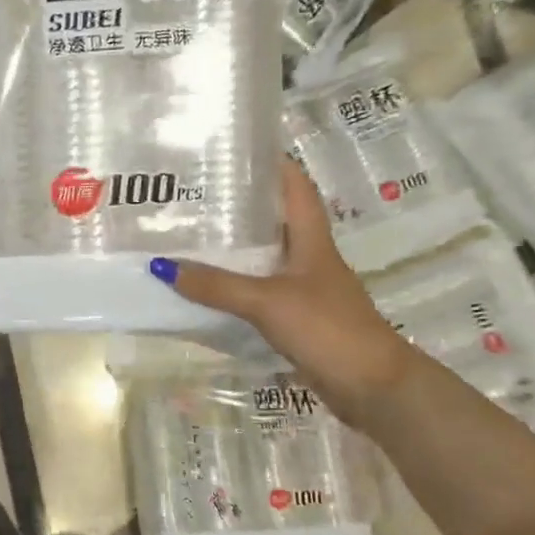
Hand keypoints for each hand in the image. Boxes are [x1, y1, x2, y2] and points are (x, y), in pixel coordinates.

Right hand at [150, 156, 415, 427]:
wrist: (372, 387)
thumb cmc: (327, 328)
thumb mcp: (268, 301)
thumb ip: (217, 286)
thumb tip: (161, 267)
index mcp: (311, 240)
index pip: (296, 187)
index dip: (274, 163)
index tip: (238, 147)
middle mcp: (308, 258)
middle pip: (274, 220)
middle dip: (240, 205)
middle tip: (194, 193)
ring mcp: (303, 289)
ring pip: (263, 257)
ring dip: (234, 247)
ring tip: (189, 234)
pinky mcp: (296, 317)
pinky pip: (258, 291)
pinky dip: (234, 285)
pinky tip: (205, 287)